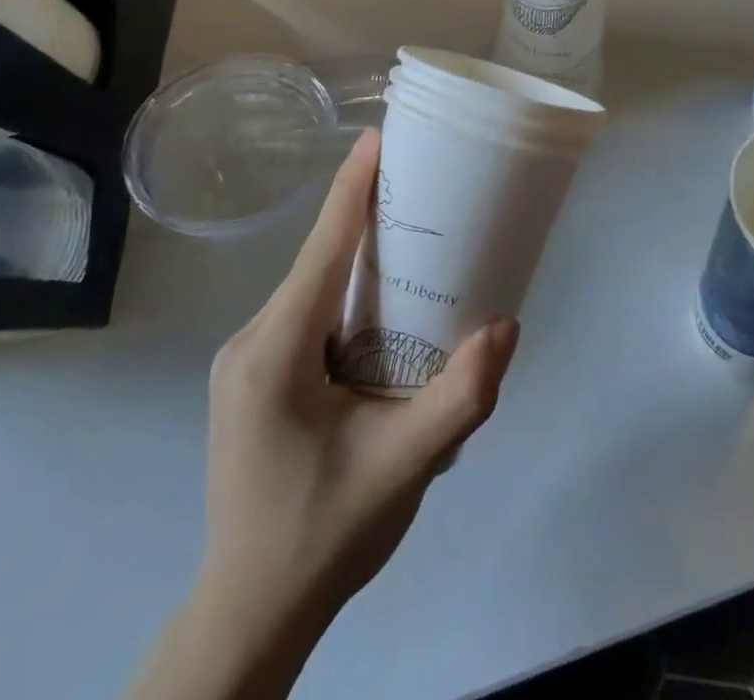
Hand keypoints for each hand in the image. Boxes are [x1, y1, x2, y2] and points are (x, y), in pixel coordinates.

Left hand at [156, 130, 517, 698]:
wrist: (250, 615)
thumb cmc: (323, 537)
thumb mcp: (404, 468)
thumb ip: (460, 397)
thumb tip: (506, 324)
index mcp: (274, 353)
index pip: (321, 250)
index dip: (351, 190)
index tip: (379, 137)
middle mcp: (251, 343)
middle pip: (318, 261)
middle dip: (367, 217)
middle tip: (425, 185)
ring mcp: (247, 361)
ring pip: (312, 287)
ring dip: (359, 256)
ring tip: (417, 235)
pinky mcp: (256, 377)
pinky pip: (307, 313)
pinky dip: (347, 292)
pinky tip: (386, 303)